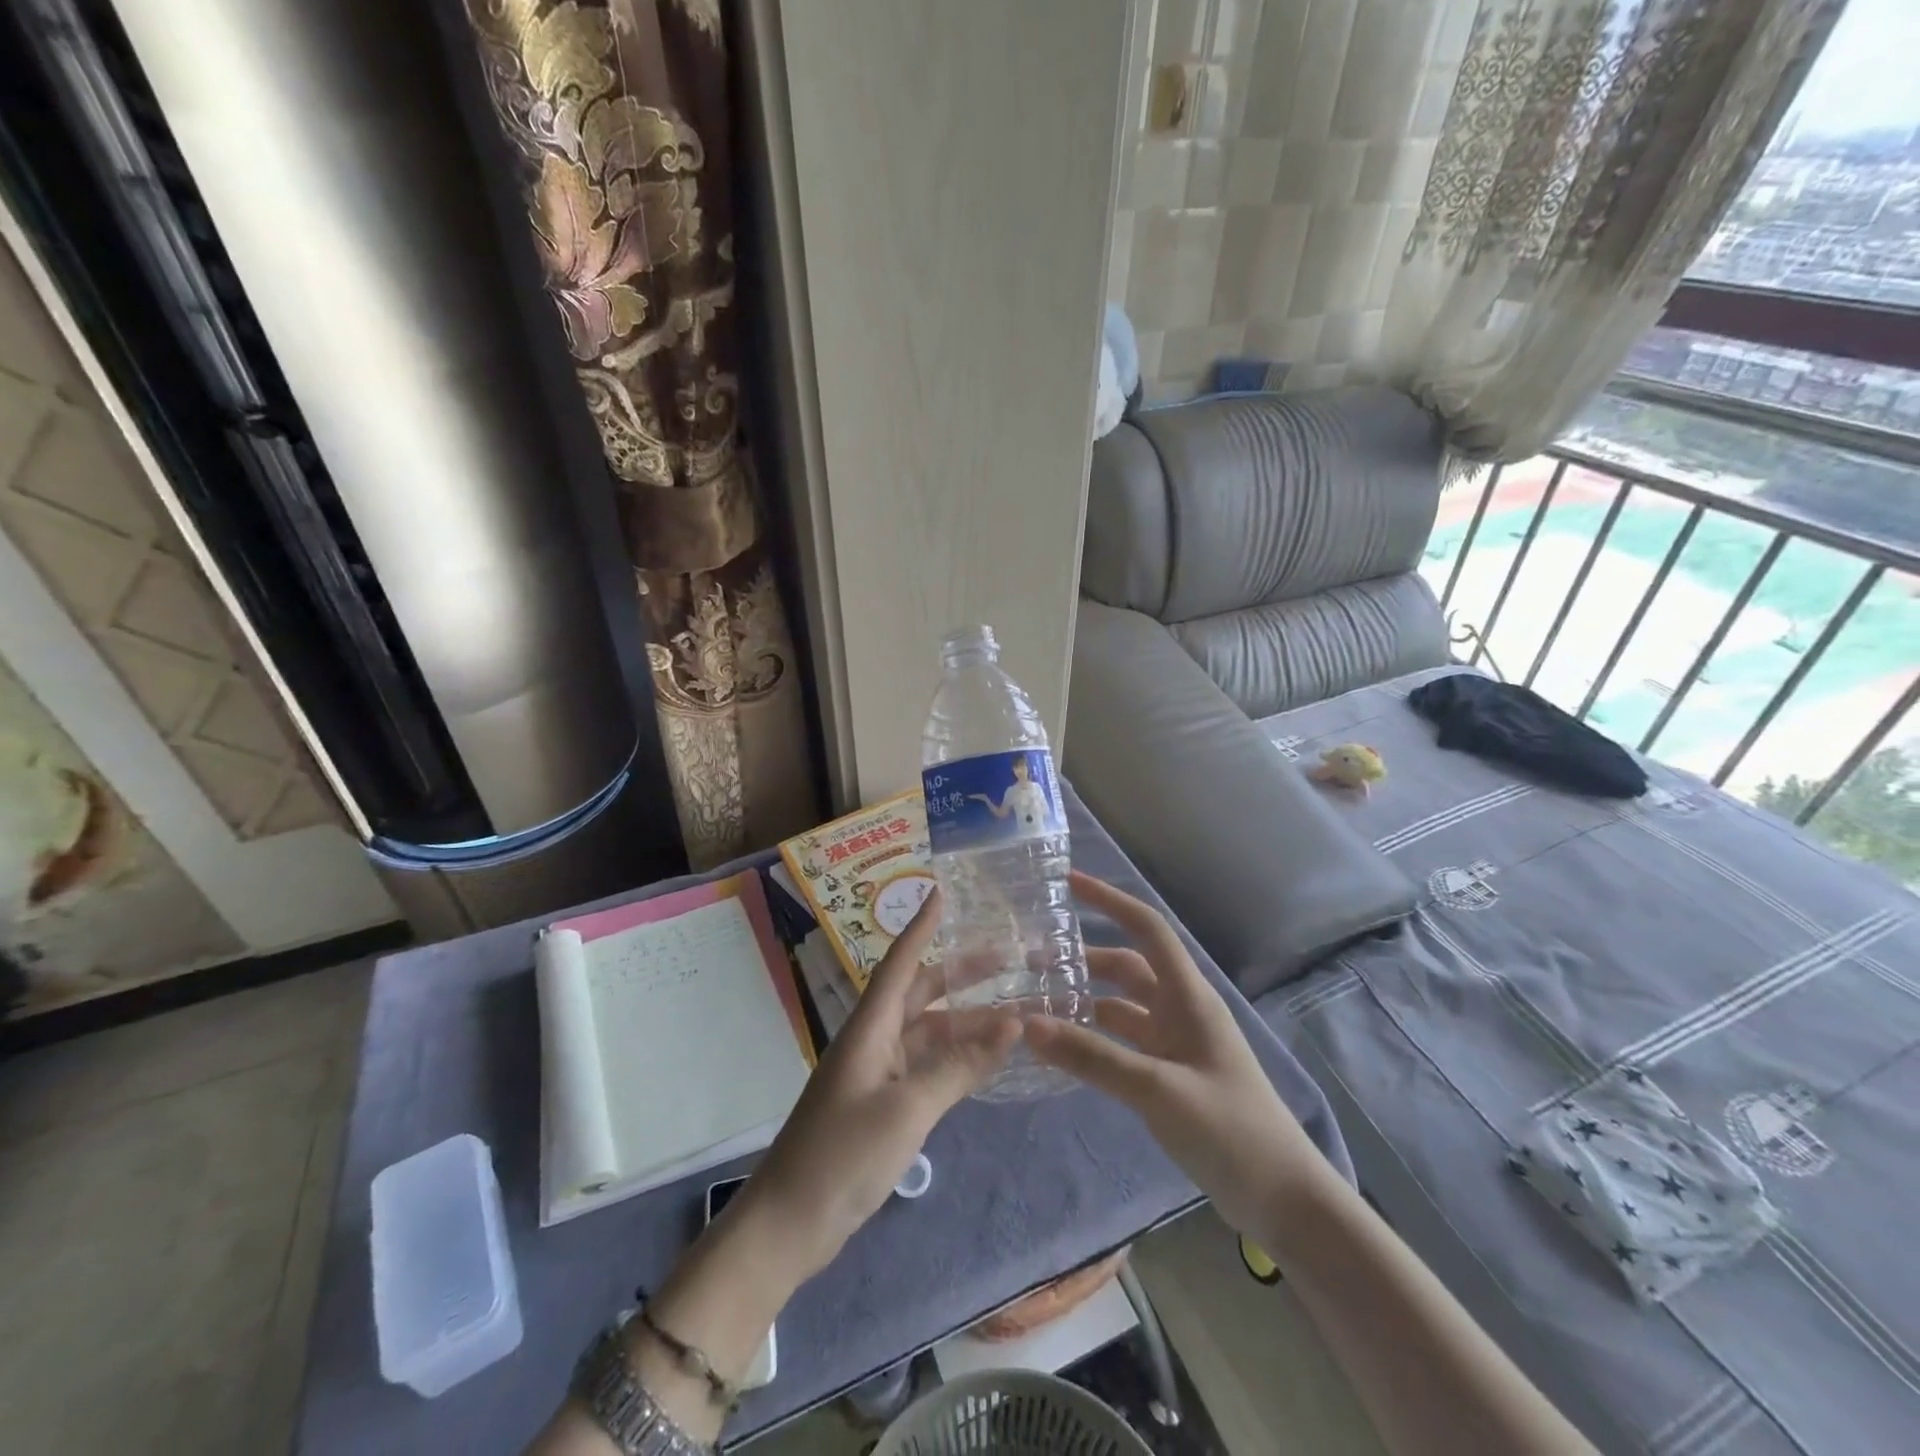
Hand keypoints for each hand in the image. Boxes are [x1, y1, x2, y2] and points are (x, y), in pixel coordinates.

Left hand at [737, 889, 1019, 1281]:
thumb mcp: (908, 1109)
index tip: (942, 892)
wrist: (789, 1224)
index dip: (922, 927)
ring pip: (928, 1032)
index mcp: (870, 1028)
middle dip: (961, 974)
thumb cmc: (843, 1155)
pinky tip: (986, 1060)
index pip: (901, 963)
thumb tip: (1012, 1023)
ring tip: (1014, 1012)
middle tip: (1008, 957)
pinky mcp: (881, 1104)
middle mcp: (873, 1040)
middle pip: (920, 993)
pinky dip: (955, 1058)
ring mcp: (876, 1073)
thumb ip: (959, 1067)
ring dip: (966, 1022)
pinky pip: (925, 1066)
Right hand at [1024, 871, 1330, 1236]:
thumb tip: (1028, 1023)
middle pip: (1126, 968)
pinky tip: (1062, 1047)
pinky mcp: (1169, 1076)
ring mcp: (1175, 1045)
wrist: (1283, 1202)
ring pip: (1121, 1007)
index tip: (1067, 883)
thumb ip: (1092, 1057)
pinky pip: (1122, 1043)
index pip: (1146, 929)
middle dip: (1082, 958)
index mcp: (1188, 997)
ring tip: (1036, 1003)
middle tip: (1030, 962)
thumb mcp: (1157, 1090)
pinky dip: (1093, 1038)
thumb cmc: (1230, 1131)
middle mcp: (1180, 1011)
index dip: (1109, 900)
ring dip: (1083, 1000)